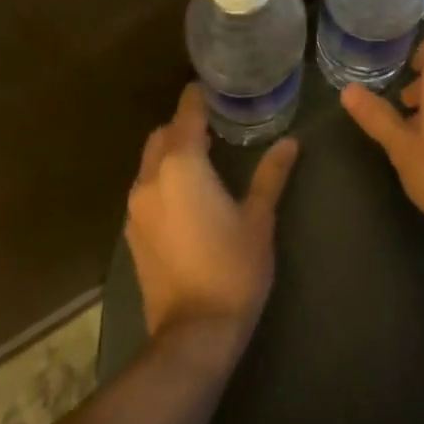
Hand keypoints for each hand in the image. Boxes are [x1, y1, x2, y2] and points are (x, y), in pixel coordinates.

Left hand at [126, 85, 299, 347]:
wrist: (192, 336)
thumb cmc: (232, 268)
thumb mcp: (259, 218)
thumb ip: (271, 174)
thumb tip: (290, 142)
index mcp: (182, 166)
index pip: (186, 113)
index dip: (198, 97)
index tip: (216, 87)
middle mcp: (151, 179)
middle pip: (163, 135)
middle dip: (184, 124)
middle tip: (216, 123)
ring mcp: (137, 208)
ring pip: (151, 162)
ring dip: (172, 152)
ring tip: (205, 156)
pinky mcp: (133, 234)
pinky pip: (147, 188)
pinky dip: (164, 178)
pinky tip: (189, 193)